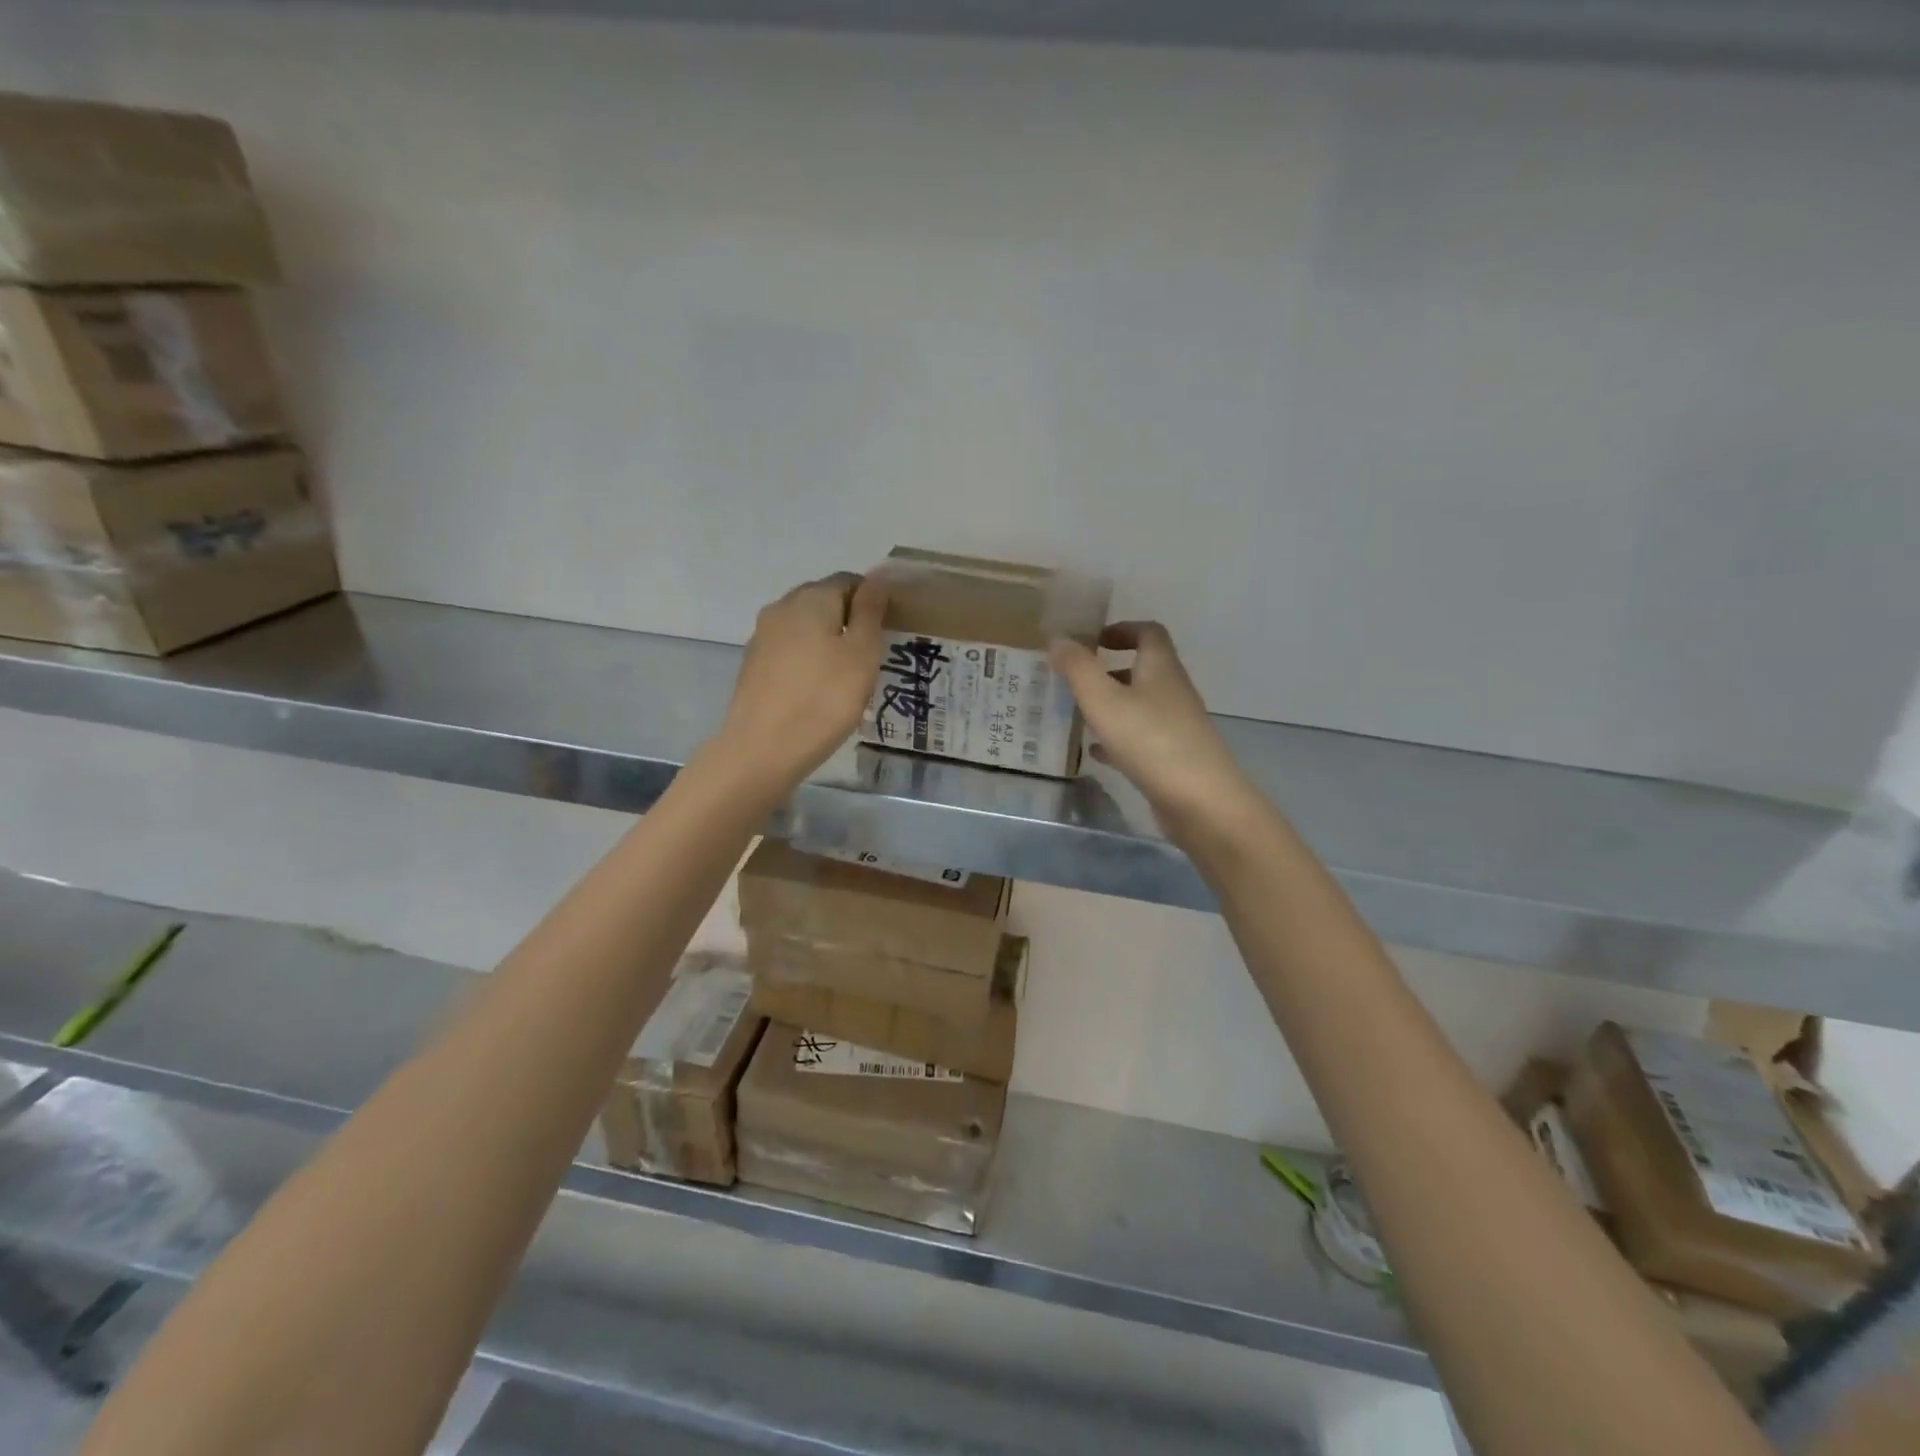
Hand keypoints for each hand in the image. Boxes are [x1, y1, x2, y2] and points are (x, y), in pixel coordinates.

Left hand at [717, 572, 886, 788]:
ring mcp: (762, 636)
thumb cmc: (824, 700)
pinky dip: (808, 661)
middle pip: (824, 601)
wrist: (762, 750)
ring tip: (848, 676)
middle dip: (849, 620)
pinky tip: (819, 690)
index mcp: (812, 598)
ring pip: (805, 627)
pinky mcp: (753, 665)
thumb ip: (870, 611)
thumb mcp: (862, 654)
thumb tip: (876, 577)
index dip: (873, 600)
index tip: (889, 631)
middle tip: (872, 655)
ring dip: (828, 641)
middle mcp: (781, 607)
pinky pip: (790, 651)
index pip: (849, 581)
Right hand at [1049, 622, 1255, 841]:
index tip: (1092, 640)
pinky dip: (1116, 739)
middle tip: (1074, 679)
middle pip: (1143, 670)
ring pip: (1139, 706)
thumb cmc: (1150, 741)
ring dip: (1111, 705)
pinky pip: (1140, 739)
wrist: (1200, 802)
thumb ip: (1078, 668)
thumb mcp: (1104, 700)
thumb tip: (1057, 638)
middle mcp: (1172, 692)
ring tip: (1077, 714)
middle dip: (1109, 670)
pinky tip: (1094, 753)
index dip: (1122, 629)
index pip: (1149, 633)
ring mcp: (1176, 727)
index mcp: (1161, 669)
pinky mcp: (1172, 758)